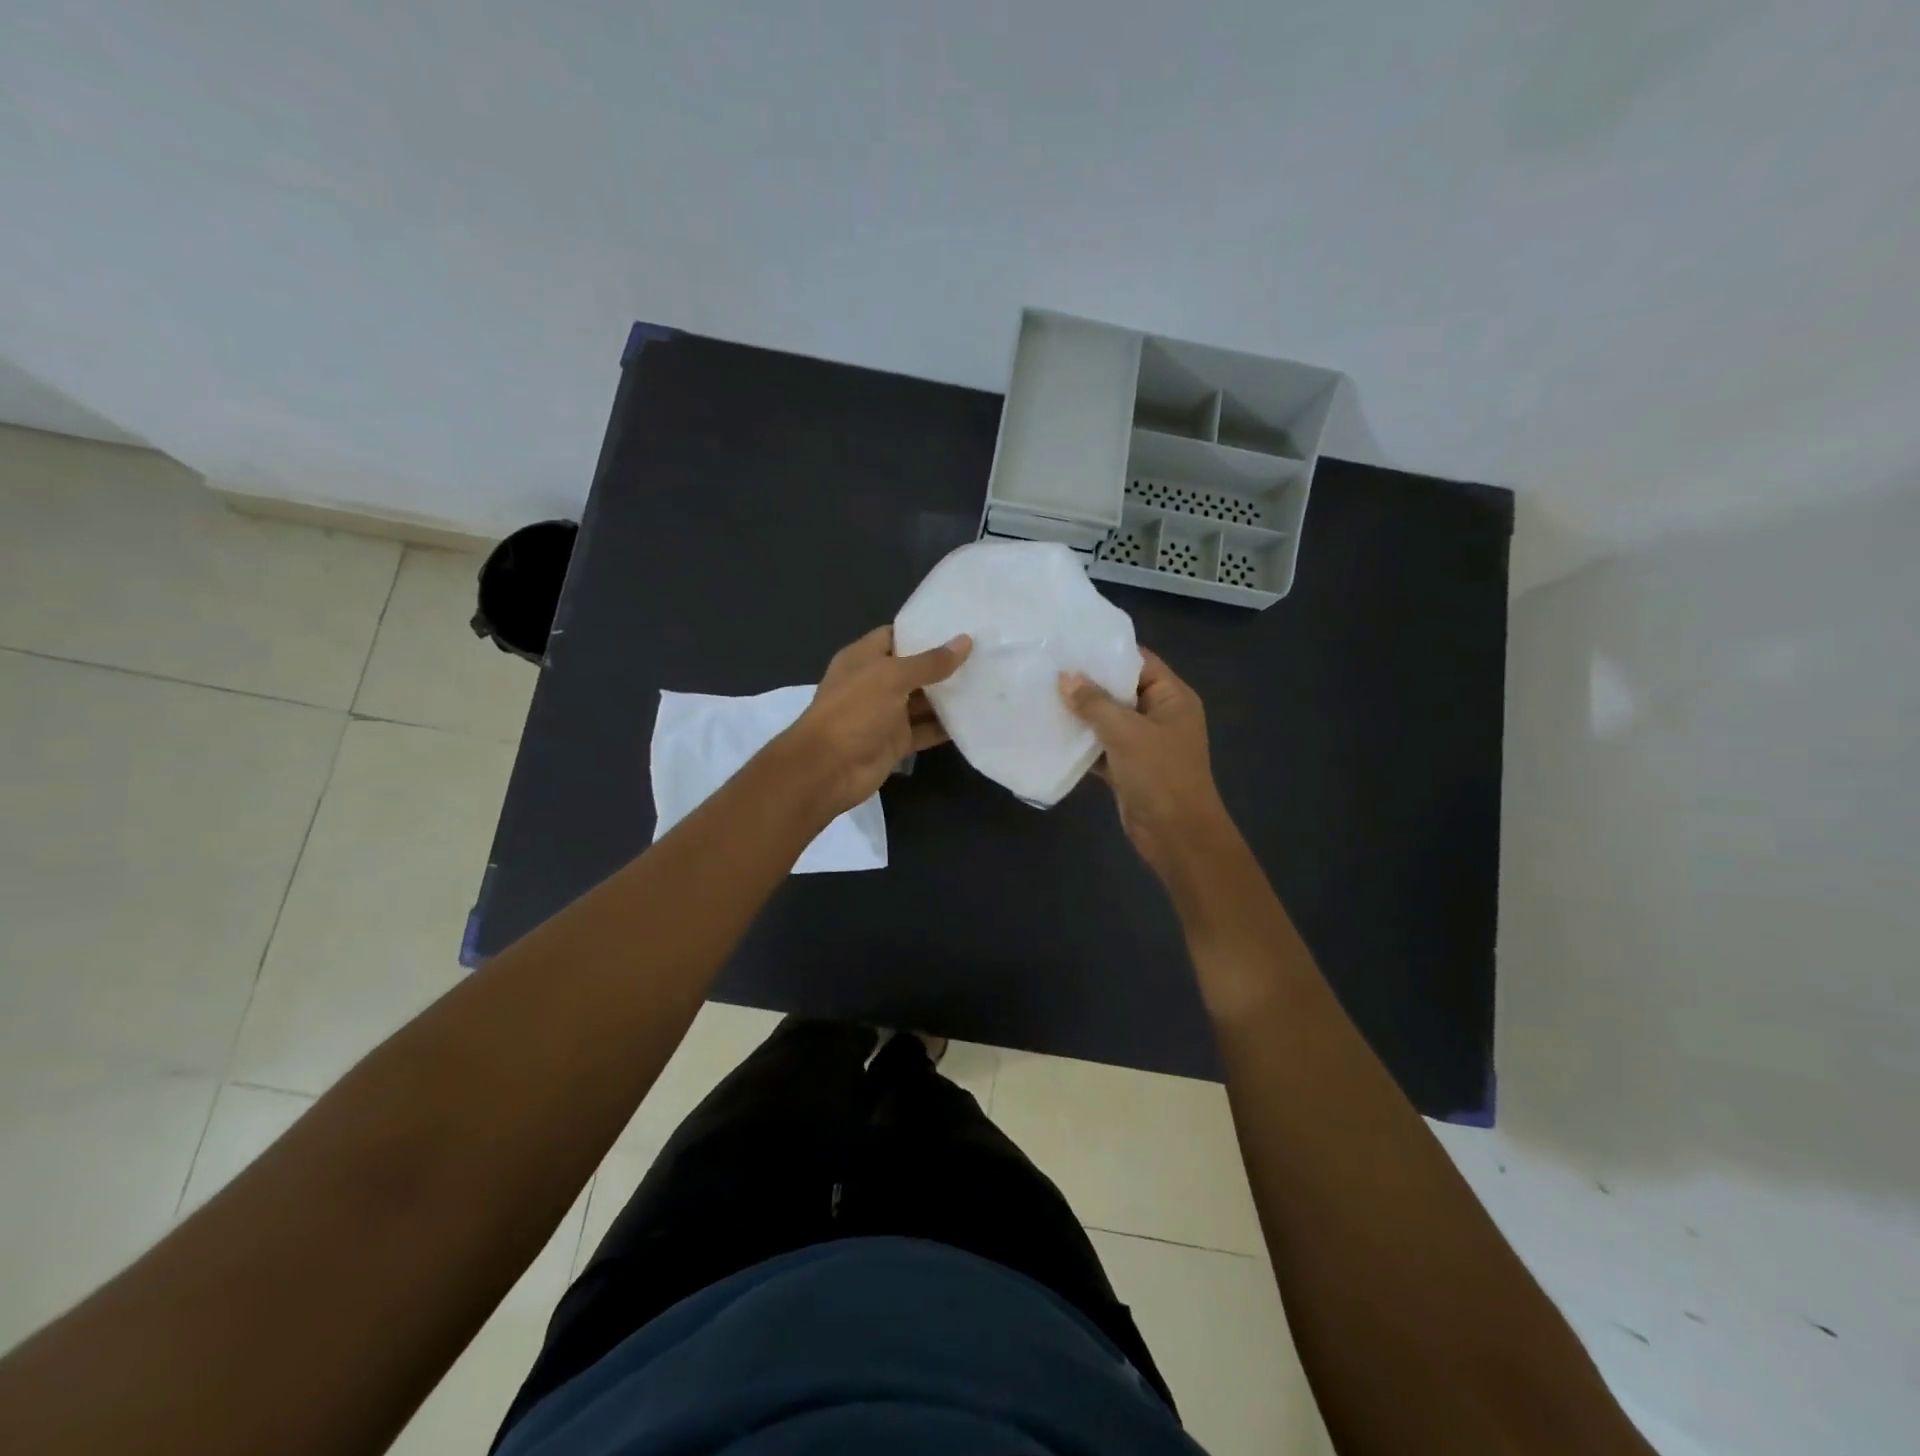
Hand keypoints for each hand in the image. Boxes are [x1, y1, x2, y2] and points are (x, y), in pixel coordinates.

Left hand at [779, 626, 971, 818]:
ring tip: (989, 681)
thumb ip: (929, 662)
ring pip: (923, 701)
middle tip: (985, 652)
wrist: (828, 769)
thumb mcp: (891, 678)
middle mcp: (875, 683)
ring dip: (950, 696)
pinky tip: (976, 718)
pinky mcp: (896, 742)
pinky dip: (946, 727)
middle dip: (944, 663)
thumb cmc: (854, 711)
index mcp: (863, 658)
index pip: (896, 635)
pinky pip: (926, 730)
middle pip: (914, 669)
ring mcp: (885, 714)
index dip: (924, 630)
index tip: (960, 625)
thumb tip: (965, 641)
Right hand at [1060, 650, 1234, 884]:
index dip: (1107, 651)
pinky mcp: (1127, 767)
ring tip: (1042, 694)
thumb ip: (1094, 703)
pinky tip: (1050, 732)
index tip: (1070, 642)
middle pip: (1120, 690)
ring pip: (1108, 720)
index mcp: (1172, 698)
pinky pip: (1101, 746)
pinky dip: (1080, 742)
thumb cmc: (1159, 774)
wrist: (1176, 835)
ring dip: (1080, 713)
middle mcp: (1159, 715)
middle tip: (1048, 667)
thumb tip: (1065, 677)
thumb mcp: (1126, 732)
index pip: (1139, 661)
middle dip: (1087, 682)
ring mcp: (1143, 743)